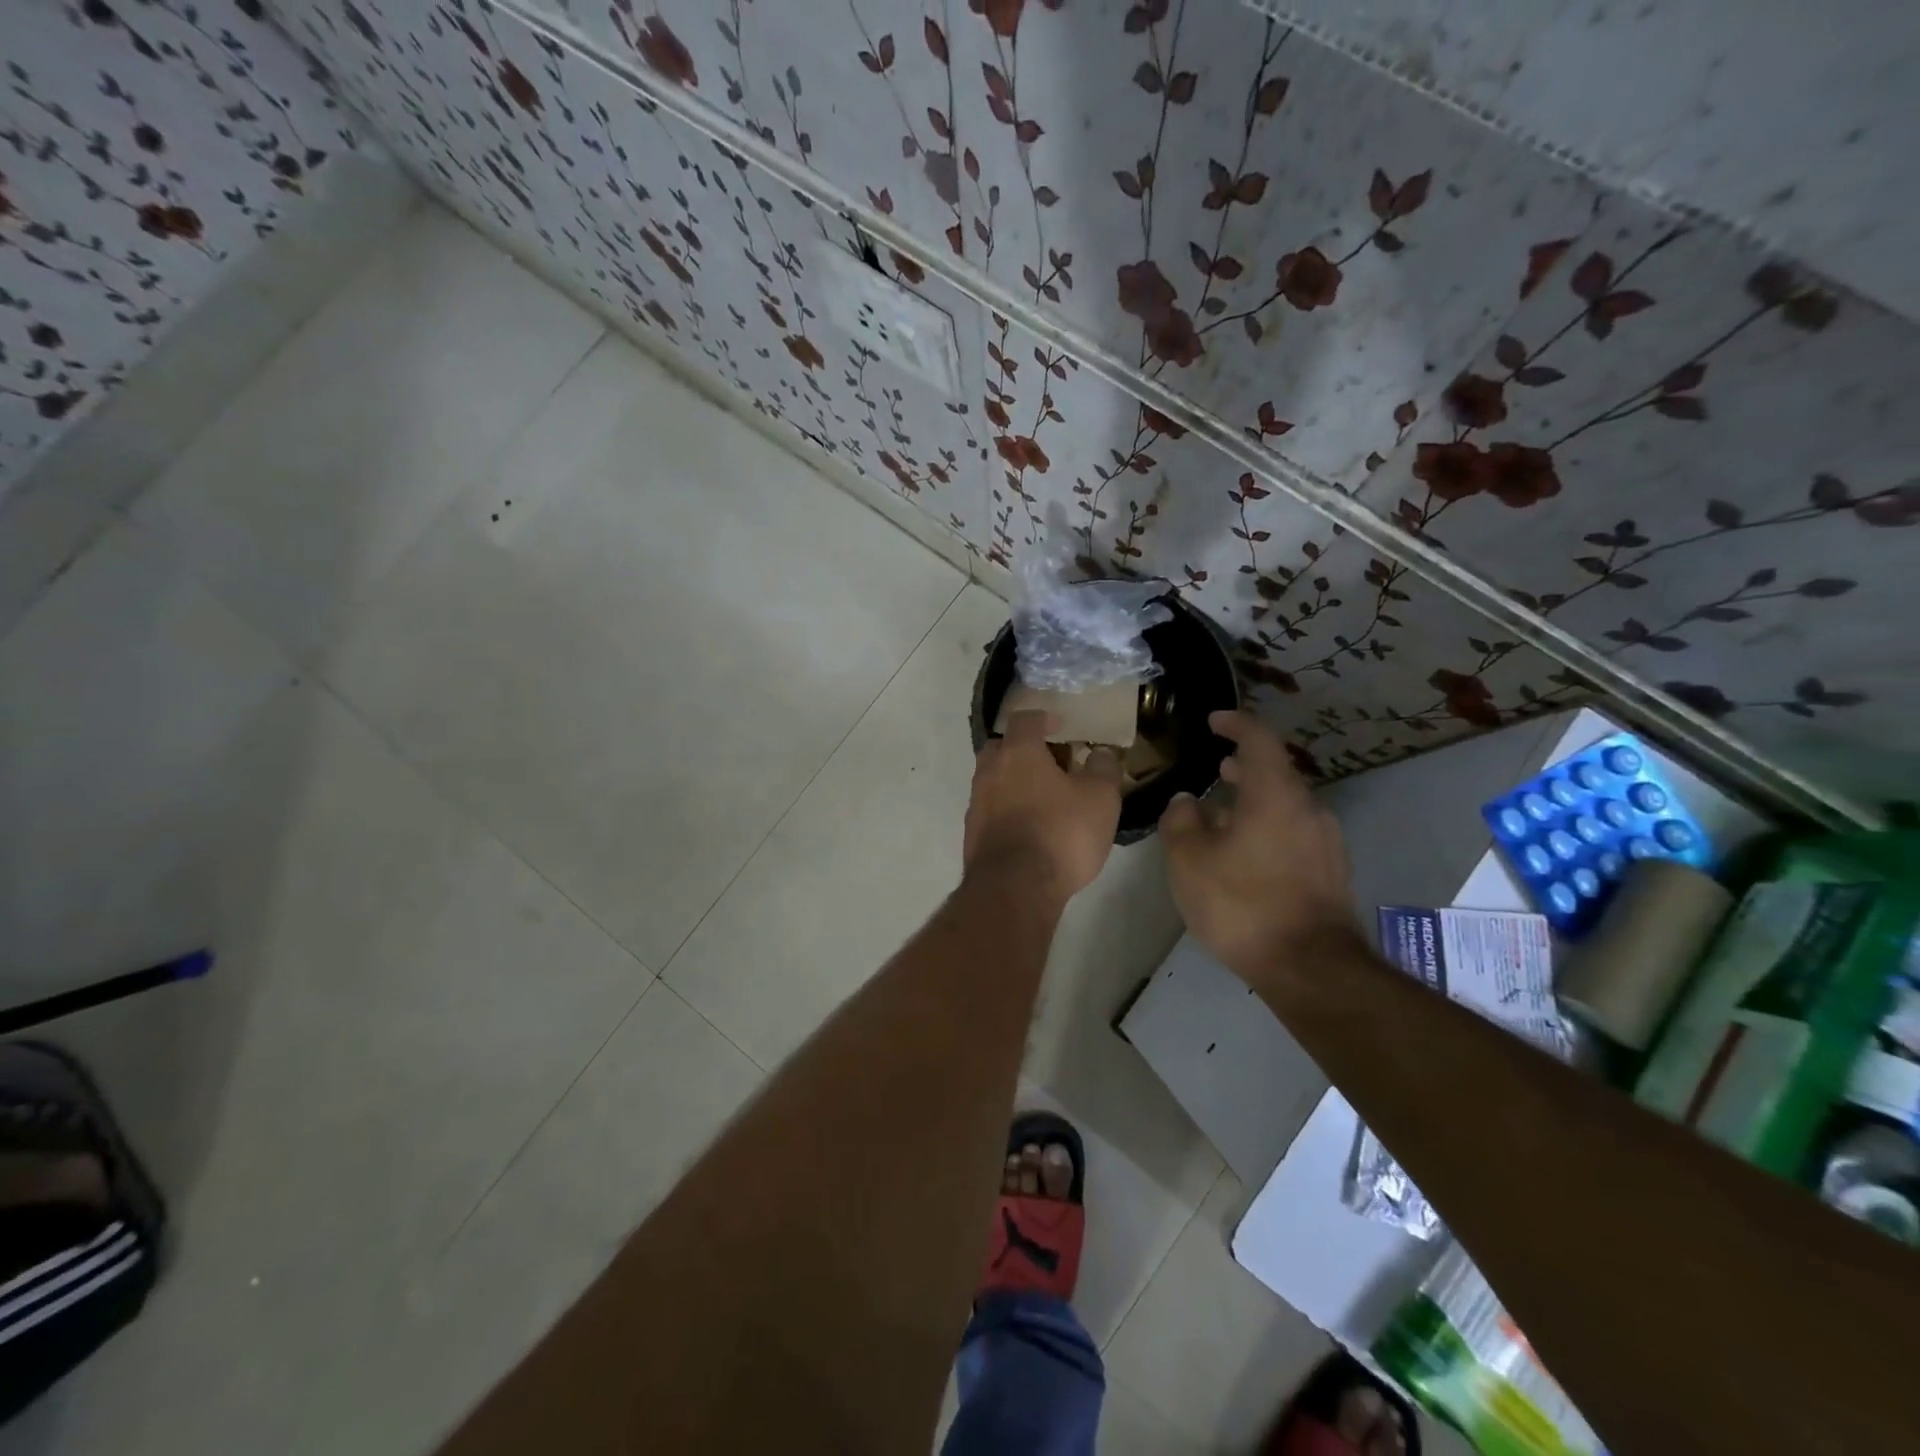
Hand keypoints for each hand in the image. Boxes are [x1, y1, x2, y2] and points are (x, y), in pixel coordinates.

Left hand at [965, 711, 1121, 900]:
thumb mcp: (1101, 799)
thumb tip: (1100, 754)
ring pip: (993, 779)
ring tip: (1042, 798)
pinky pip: (990, 809)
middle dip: (1022, 749)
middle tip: (1049, 762)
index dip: (1043, 718)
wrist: (1015, 888)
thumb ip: (1103, 769)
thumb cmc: (1062, 833)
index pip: (1024, 719)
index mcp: (1018, 753)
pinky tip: (1028, 827)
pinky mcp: (972, 834)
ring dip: (1014, 781)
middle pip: (1001, 748)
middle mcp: (989, 771)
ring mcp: (976, 803)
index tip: (1059, 724)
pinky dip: (1006, 809)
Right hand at [1160, 710, 1357, 983]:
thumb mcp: (1189, 861)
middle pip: (1277, 772)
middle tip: (1218, 768)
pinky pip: (1296, 832)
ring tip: (1226, 813)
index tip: (1214, 720)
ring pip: (1287, 804)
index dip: (1236, 723)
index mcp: (1275, 795)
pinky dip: (1270, 826)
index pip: (1259, 739)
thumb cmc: (1242, 904)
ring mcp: (1327, 841)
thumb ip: (1182, 821)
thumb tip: (1187, 801)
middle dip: (1245, 766)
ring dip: (1257, 800)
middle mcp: (1309, 808)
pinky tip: (1247, 853)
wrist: (1310, 967)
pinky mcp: (1332, 871)